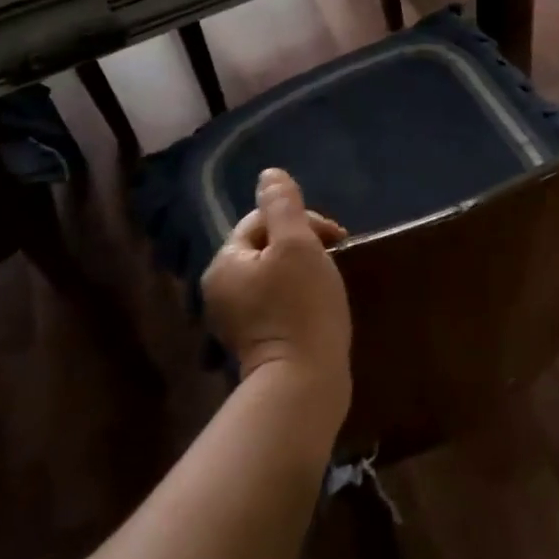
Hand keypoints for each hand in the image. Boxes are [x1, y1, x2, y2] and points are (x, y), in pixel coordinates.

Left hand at [202, 169, 351, 425]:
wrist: (304, 385)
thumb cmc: (302, 307)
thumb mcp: (297, 244)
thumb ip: (283, 205)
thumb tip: (269, 174)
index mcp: (225, 262)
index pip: (263, 219)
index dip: (301, 220)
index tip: (335, 238)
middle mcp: (221, 289)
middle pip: (267, 244)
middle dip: (303, 242)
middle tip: (336, 257)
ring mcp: (236, 318)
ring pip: (274, 272)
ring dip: (303, 267)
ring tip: (331, 279)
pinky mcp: (255, 340)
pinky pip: (277, 300)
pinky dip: (298, 294)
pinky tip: (319, 303)